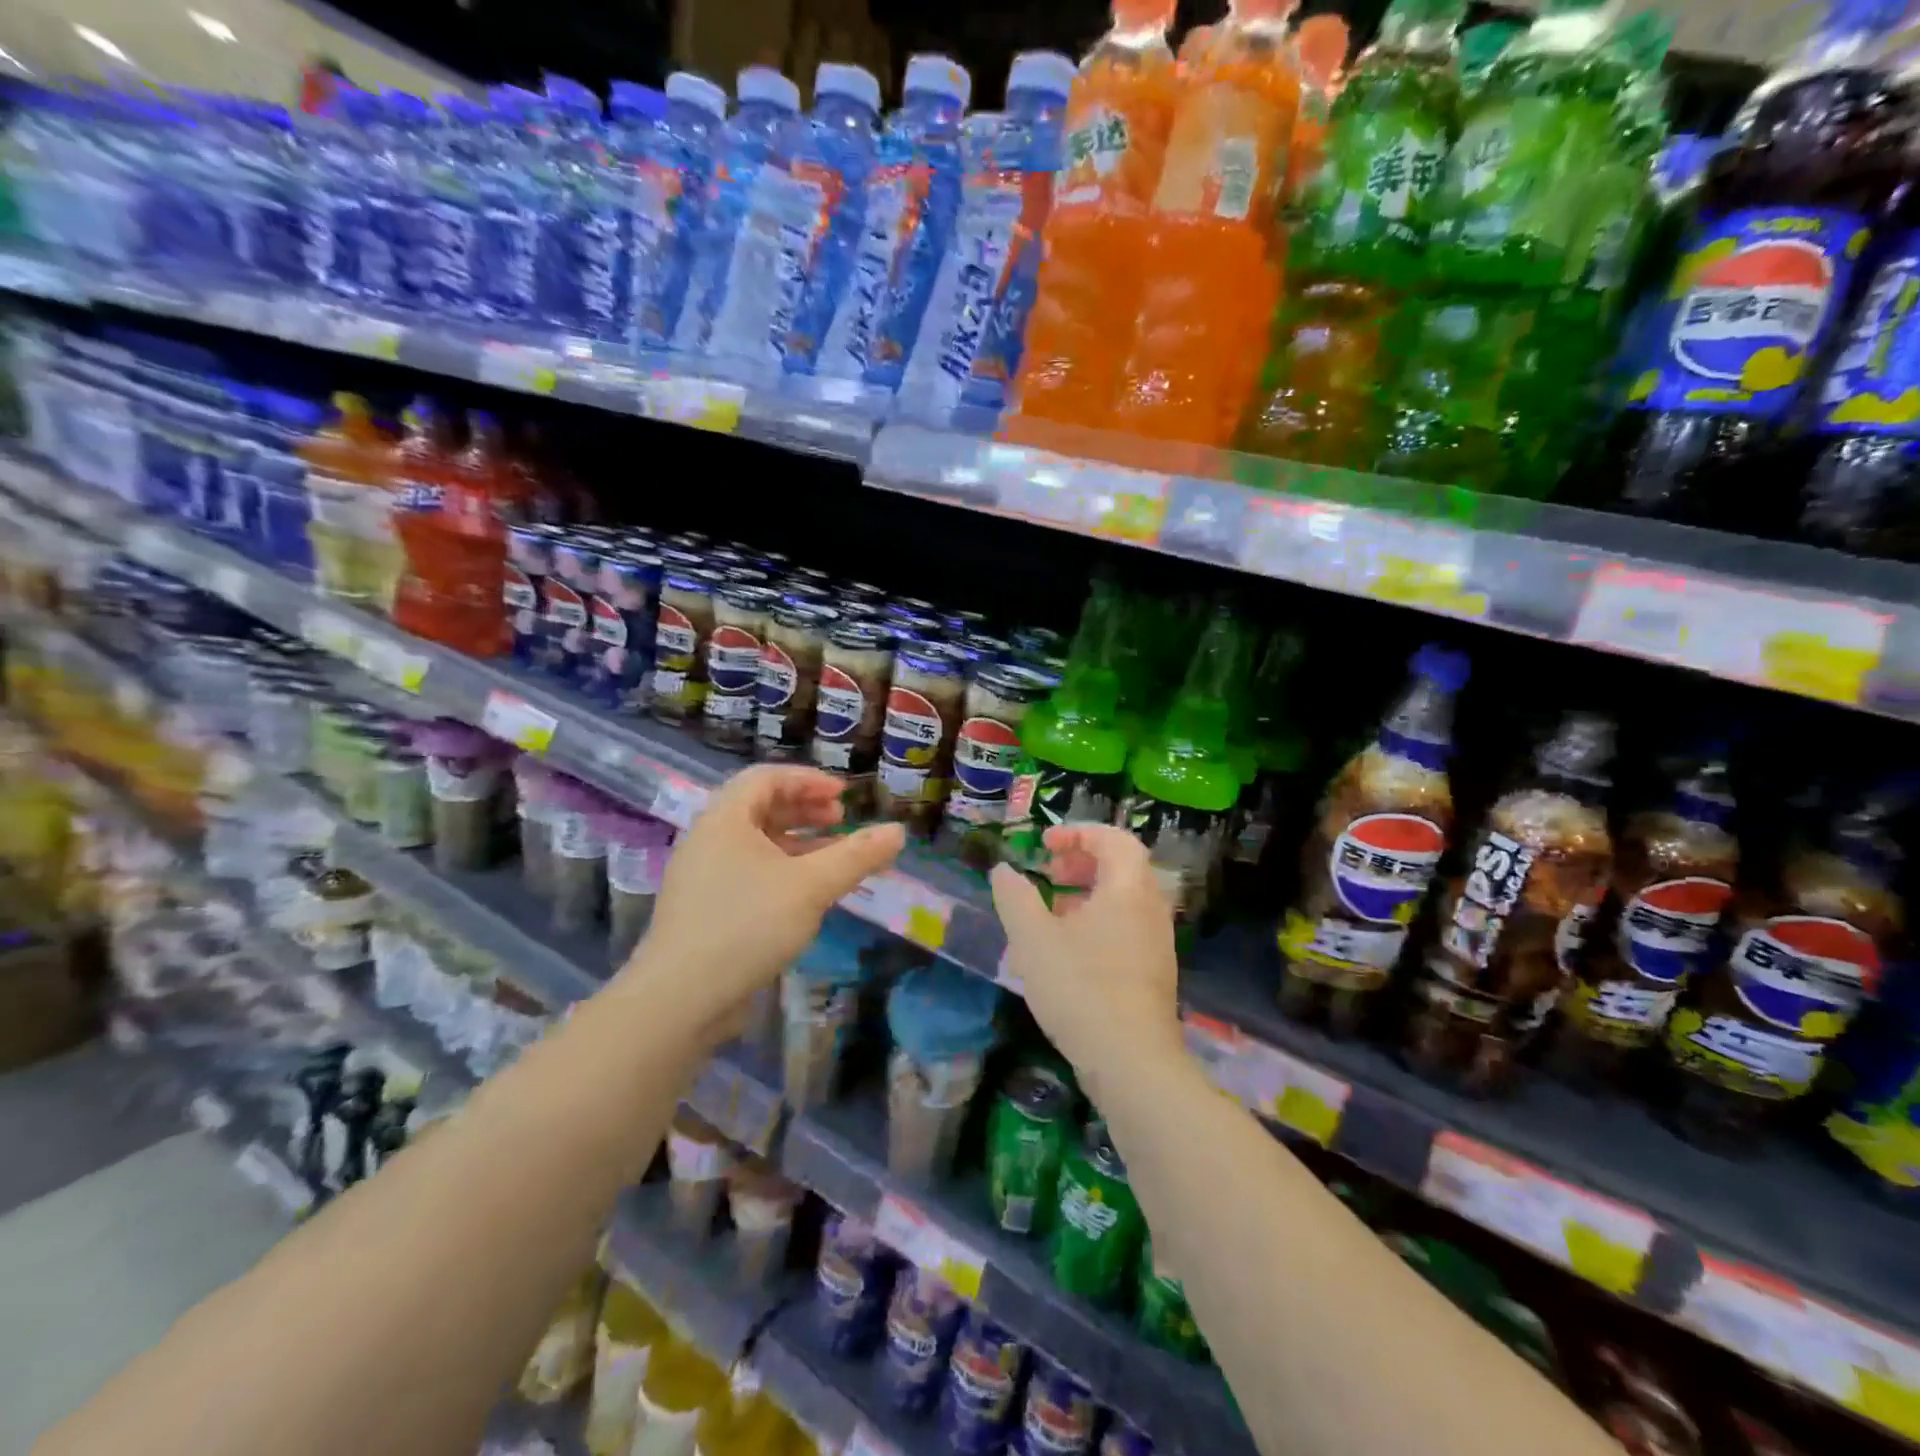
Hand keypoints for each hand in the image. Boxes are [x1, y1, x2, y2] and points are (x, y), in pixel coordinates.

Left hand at [623, 766, 903, 1036]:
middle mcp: (709, 839)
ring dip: (798, 842)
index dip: (808, 780)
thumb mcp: (811, 886)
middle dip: (805, 809)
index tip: (843, 796)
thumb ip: (856, 856)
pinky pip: (750, 872)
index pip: (766, 778)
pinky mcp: (706, 909)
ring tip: (834, 856)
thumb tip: (899, 832)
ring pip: (757, 844)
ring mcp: (704, 876)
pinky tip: (807, 894)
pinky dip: (783, 871)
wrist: (680, 999)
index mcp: (725, 819)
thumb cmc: (747, 925)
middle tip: (840, 819)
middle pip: (760, 807)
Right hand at [989, 824, 1182, 1086]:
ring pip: (1123, 901)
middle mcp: (1151, 910)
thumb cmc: (1080, 988)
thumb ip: (1014, 897)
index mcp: (1128, 890)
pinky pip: (1126, 928)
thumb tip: (1004, 871)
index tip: (1044, 845)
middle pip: (1122, 867)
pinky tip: (1068, 952)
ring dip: (1087, 894)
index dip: (1078, 833)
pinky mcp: (1153, 974)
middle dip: (1082, 862)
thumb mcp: (1032, 939)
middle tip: (1048, 874)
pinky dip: (1098, 922)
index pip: (1114, 839)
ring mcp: (1157, 944)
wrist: (1132, 1062)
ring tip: (1051, 912)